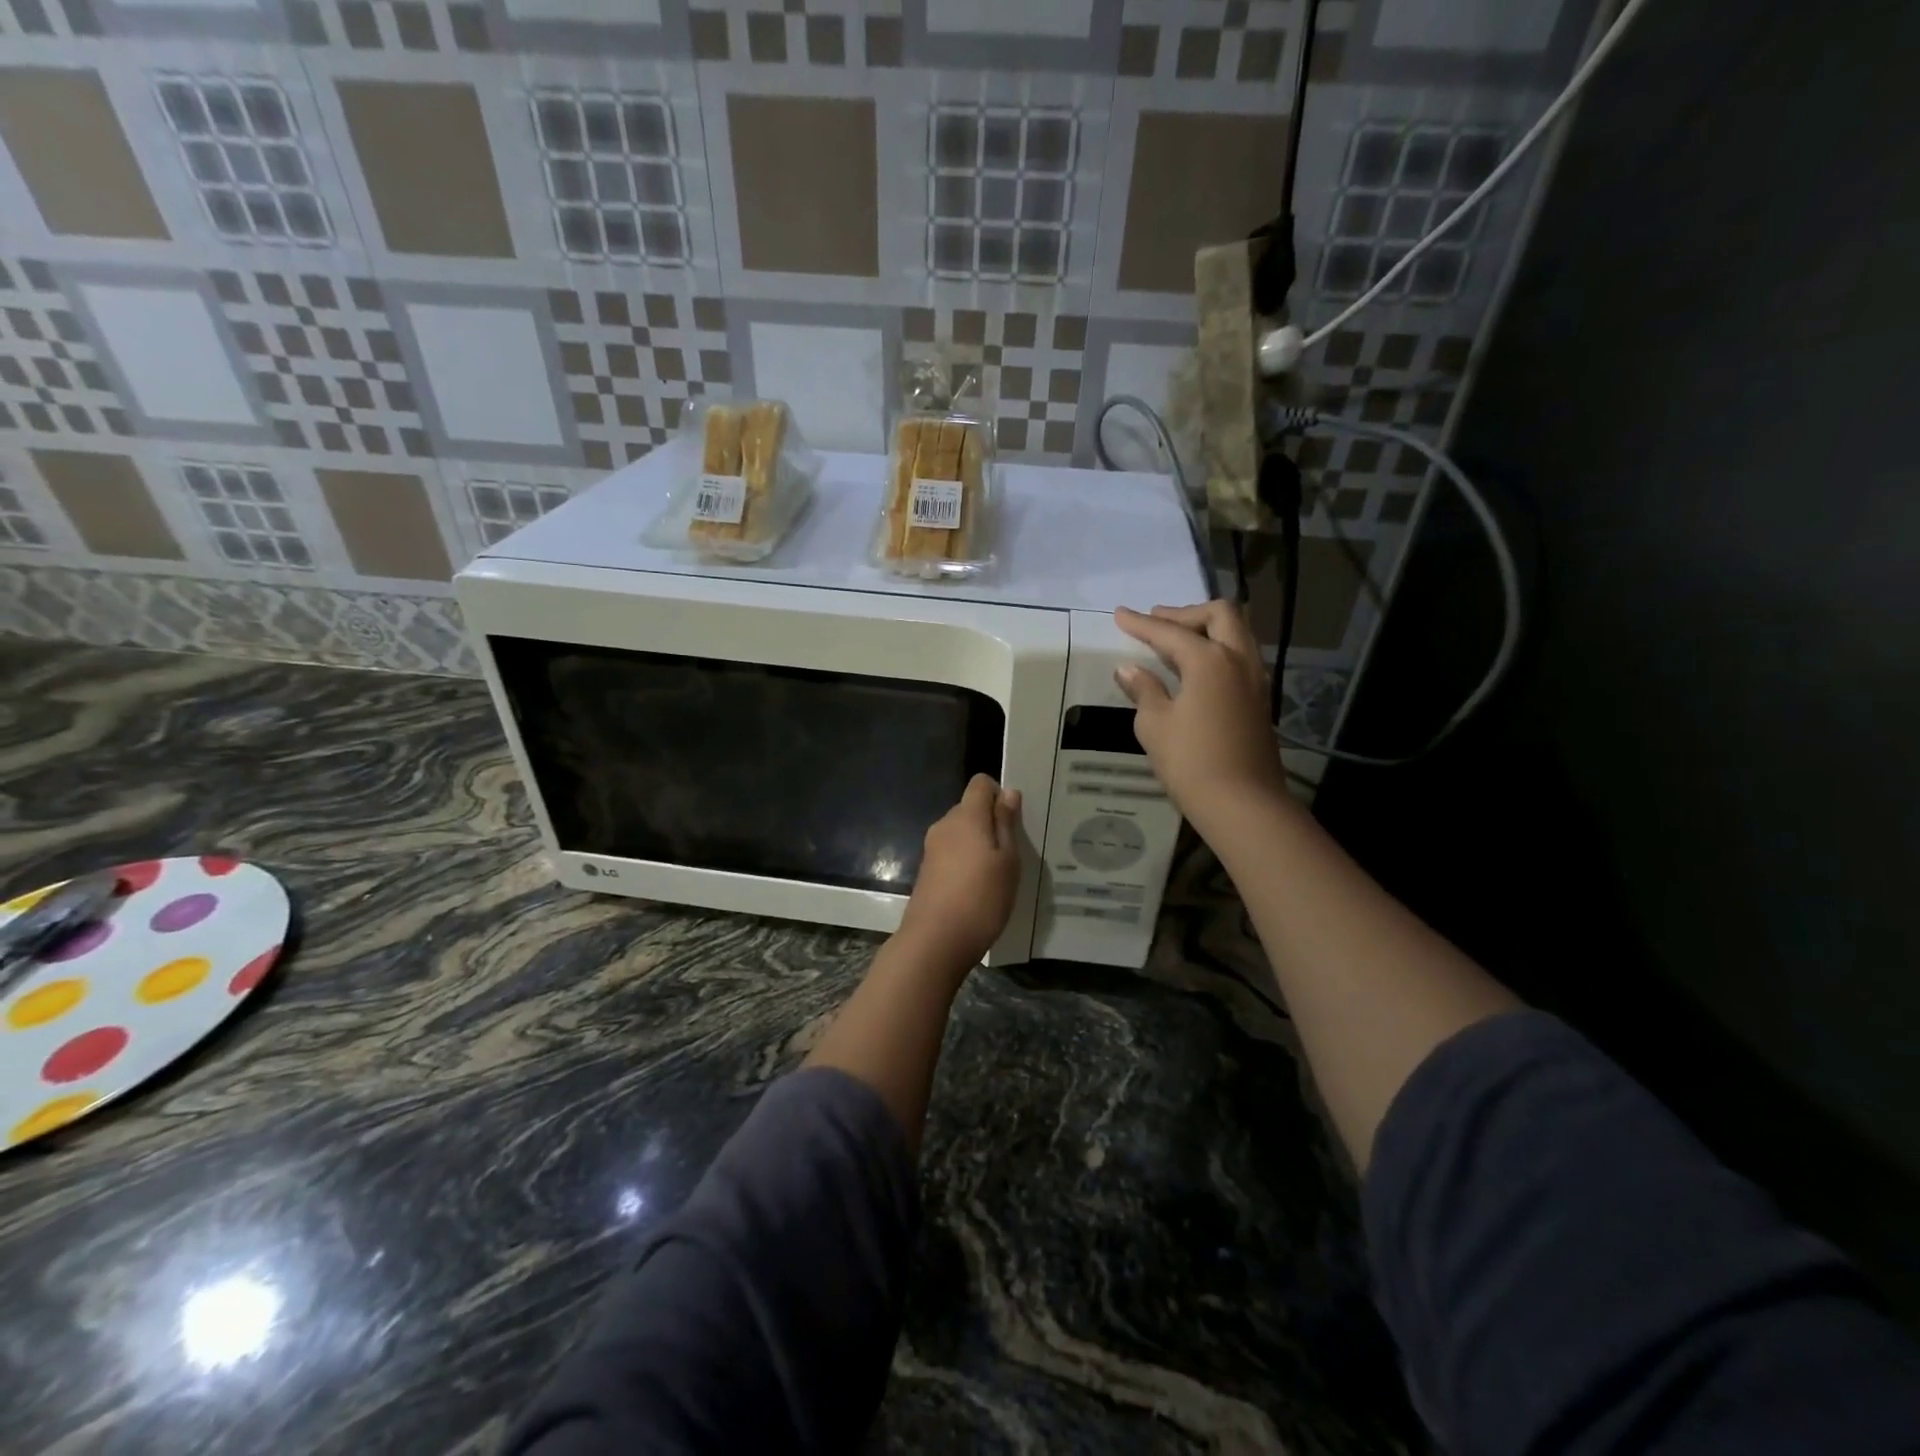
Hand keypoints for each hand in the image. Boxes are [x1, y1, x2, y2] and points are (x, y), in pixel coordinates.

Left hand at [897, 774, 1023, 971]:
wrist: (935, 941)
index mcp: (966, 816)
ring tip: (998, 874)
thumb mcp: (1007, 861)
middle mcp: (945, 825)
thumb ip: (1006, 823)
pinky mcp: (927, 871)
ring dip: (979, 844)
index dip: (999, 793)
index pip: (980, 783)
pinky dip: (966, 862)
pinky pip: (952, 853)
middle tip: (1013, 851)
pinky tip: (979, 888)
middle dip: (991, 822)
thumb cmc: (981, 898)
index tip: (1014, 820)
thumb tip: (1008, 792)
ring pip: (961, 833)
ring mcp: (932, 848)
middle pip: (970, 808)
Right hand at [1113, 602, 1289, 828]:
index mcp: (1209, 660)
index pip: (1170, 632)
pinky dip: (1218, 650)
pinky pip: (1241, 657)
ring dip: (1207, 629)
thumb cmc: (1190, 762)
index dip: (1141, 623)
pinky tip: (1197, 669)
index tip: (1120, 614)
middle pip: (1220, 615)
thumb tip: (1130, 669)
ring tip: (1177, 641)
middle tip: (1157, 622)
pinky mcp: (1260, 700)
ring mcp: (1255, 680)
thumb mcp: (1155, 725)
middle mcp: (1238, 660)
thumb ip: (1144, 690)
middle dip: (1185, 613)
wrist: (1242, 803)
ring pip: (1237, 633)